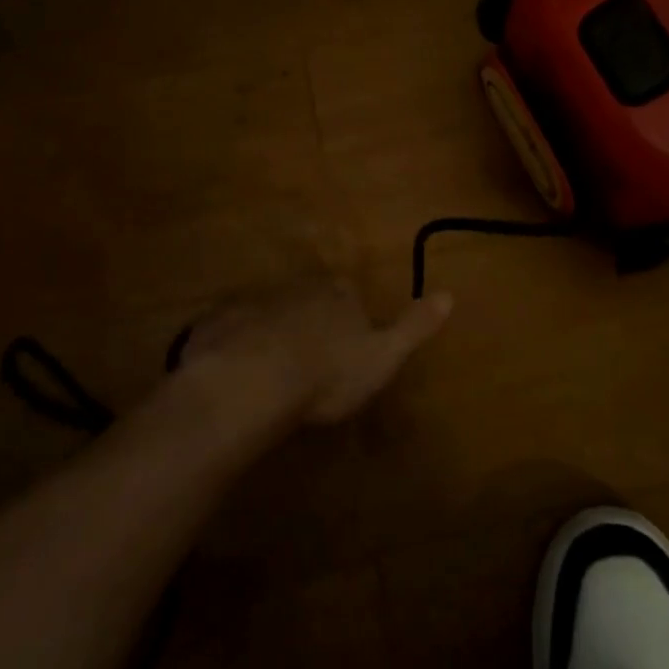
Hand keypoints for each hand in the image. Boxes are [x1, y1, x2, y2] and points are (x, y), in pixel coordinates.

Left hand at [174, 280, 453, 427]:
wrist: (253, 380)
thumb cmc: (328, 372)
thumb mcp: (383, 355)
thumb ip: (414, 325)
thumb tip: (449, 293)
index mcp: (338, 294)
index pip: (349, 293)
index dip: (350, 316)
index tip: (347, 344)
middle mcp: (297, 288)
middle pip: (308, 299)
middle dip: (310, 320)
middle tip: (309, 359)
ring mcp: (255, 302)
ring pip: (270, 313)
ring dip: (272, 333)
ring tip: (272, 370)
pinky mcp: (219, 323)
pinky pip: (232, 330)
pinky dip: (236, 344)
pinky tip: (235, 373)